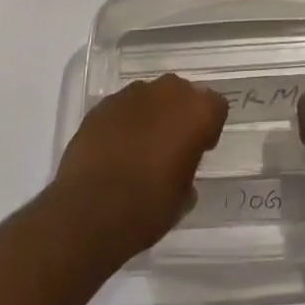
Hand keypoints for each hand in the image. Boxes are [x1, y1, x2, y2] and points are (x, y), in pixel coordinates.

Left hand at [53, 74, 227, 254]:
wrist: (89, 212)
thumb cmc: (146, 208)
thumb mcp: (182, 198)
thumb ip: (188, 170)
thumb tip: (180, 167)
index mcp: (196, 112)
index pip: (215, 106)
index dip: (208, 128)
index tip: (199, 150)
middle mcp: (167, 92)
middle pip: (182, 93)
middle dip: (179, 113)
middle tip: (171, 145)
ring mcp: (132, 94)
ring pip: (150, 97)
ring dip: (151, 114)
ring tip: (139, 148)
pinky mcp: (103, 104)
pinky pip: (123, 107)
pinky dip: (124, 122)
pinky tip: (115, 149)